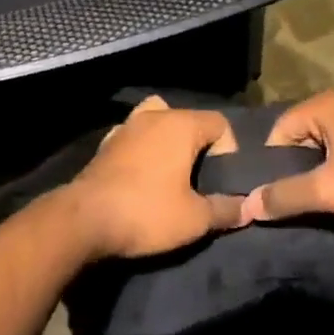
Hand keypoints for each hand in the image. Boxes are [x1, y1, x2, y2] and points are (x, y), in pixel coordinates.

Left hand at [65, 96, 244, 258]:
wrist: (85, 219)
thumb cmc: (147, 212)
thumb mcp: (194, 219)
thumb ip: (225, 209)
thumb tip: (248, 208)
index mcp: (181, 125)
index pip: (220, 123)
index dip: (228, 150)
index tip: (221, 180)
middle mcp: (155, 115)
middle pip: (189, 119)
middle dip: (199, 145)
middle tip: (199, 179)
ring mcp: (127, 125)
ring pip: (158, 119)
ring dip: (168, 140)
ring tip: (171, 172)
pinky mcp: (107, 142)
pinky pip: (135, 135)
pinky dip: (143, 148)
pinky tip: (141, 175)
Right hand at [241, 90, 333, 231]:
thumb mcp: (327, 191)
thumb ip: (285, 196)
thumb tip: (248, 205)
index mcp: (326, 104)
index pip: (281, 129)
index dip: (274, 163)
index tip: (278, 195)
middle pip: (304, 134)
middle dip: (298, 166)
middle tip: (298, 199)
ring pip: (328, 142)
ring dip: (323, 168)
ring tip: (324, 199)